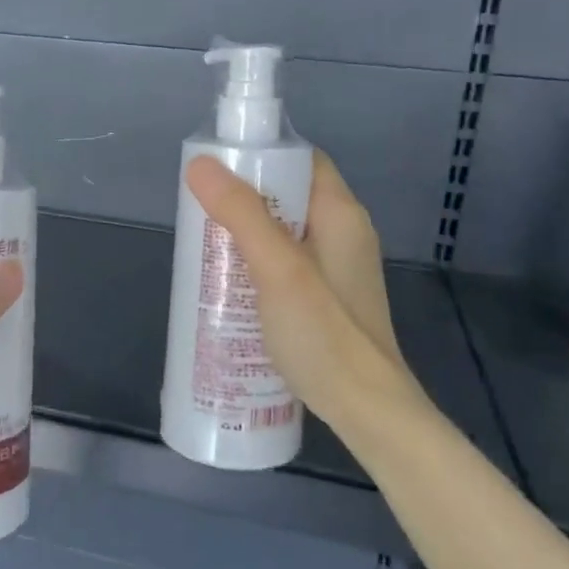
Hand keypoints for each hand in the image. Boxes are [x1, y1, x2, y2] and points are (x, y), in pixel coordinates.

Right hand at [185, 151, 422, 438]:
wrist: (368, 412)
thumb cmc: (325, 336)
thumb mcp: (278, 269)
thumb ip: (242, 215)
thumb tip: (200, 164)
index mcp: (341, 215)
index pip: (302, 161)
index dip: (261, 156)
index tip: (216, 169)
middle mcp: (343, 234)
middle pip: (288, 196)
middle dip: (243, 199)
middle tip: (200, 213)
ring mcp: (336, 269)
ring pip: (283, 232)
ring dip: (245, 234)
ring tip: (205, 247)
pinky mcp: (326, 299)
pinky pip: (285, 263)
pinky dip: (256, 263)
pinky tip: (230, 285)